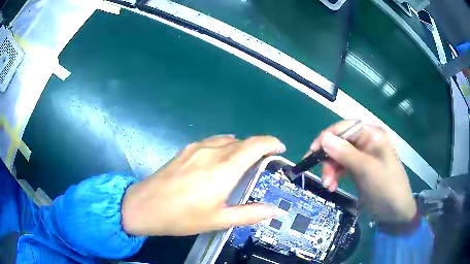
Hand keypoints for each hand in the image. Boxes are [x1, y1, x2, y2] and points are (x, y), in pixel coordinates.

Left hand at [121, 135, 285, 235]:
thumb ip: (249, 214)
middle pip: (243, 141)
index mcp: (224, 170)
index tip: (280, 149)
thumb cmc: (182, 216)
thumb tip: (273, 211)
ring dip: (241, 147)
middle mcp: (212, 152)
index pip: (255, 145)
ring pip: (228, 140)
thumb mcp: (218, 220)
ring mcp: (197, 148)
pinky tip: (221, 159)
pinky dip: (225, 146)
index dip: (271, 143)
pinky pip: (213, 141)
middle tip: (264, 162)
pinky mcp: (186, 150)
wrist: (145, 205)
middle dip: (258, 147)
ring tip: (243, 162)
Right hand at [308, 120, 416, 222]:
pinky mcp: (358, 169)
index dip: (328, 136)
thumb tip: (323, 138)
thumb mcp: (367, 170)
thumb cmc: (386, 187)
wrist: (395, 212)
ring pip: (338, 156)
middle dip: (329, 159)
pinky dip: (335, 176)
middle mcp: (366, 142)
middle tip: (324, 177)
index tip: (313, 151)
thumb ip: (345, 153)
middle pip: (340, 142)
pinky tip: (332, 186)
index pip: (345, 127)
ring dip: (330, 170)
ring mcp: (362, 156)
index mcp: (372, 135)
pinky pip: (341, 167)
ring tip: (329, 186)